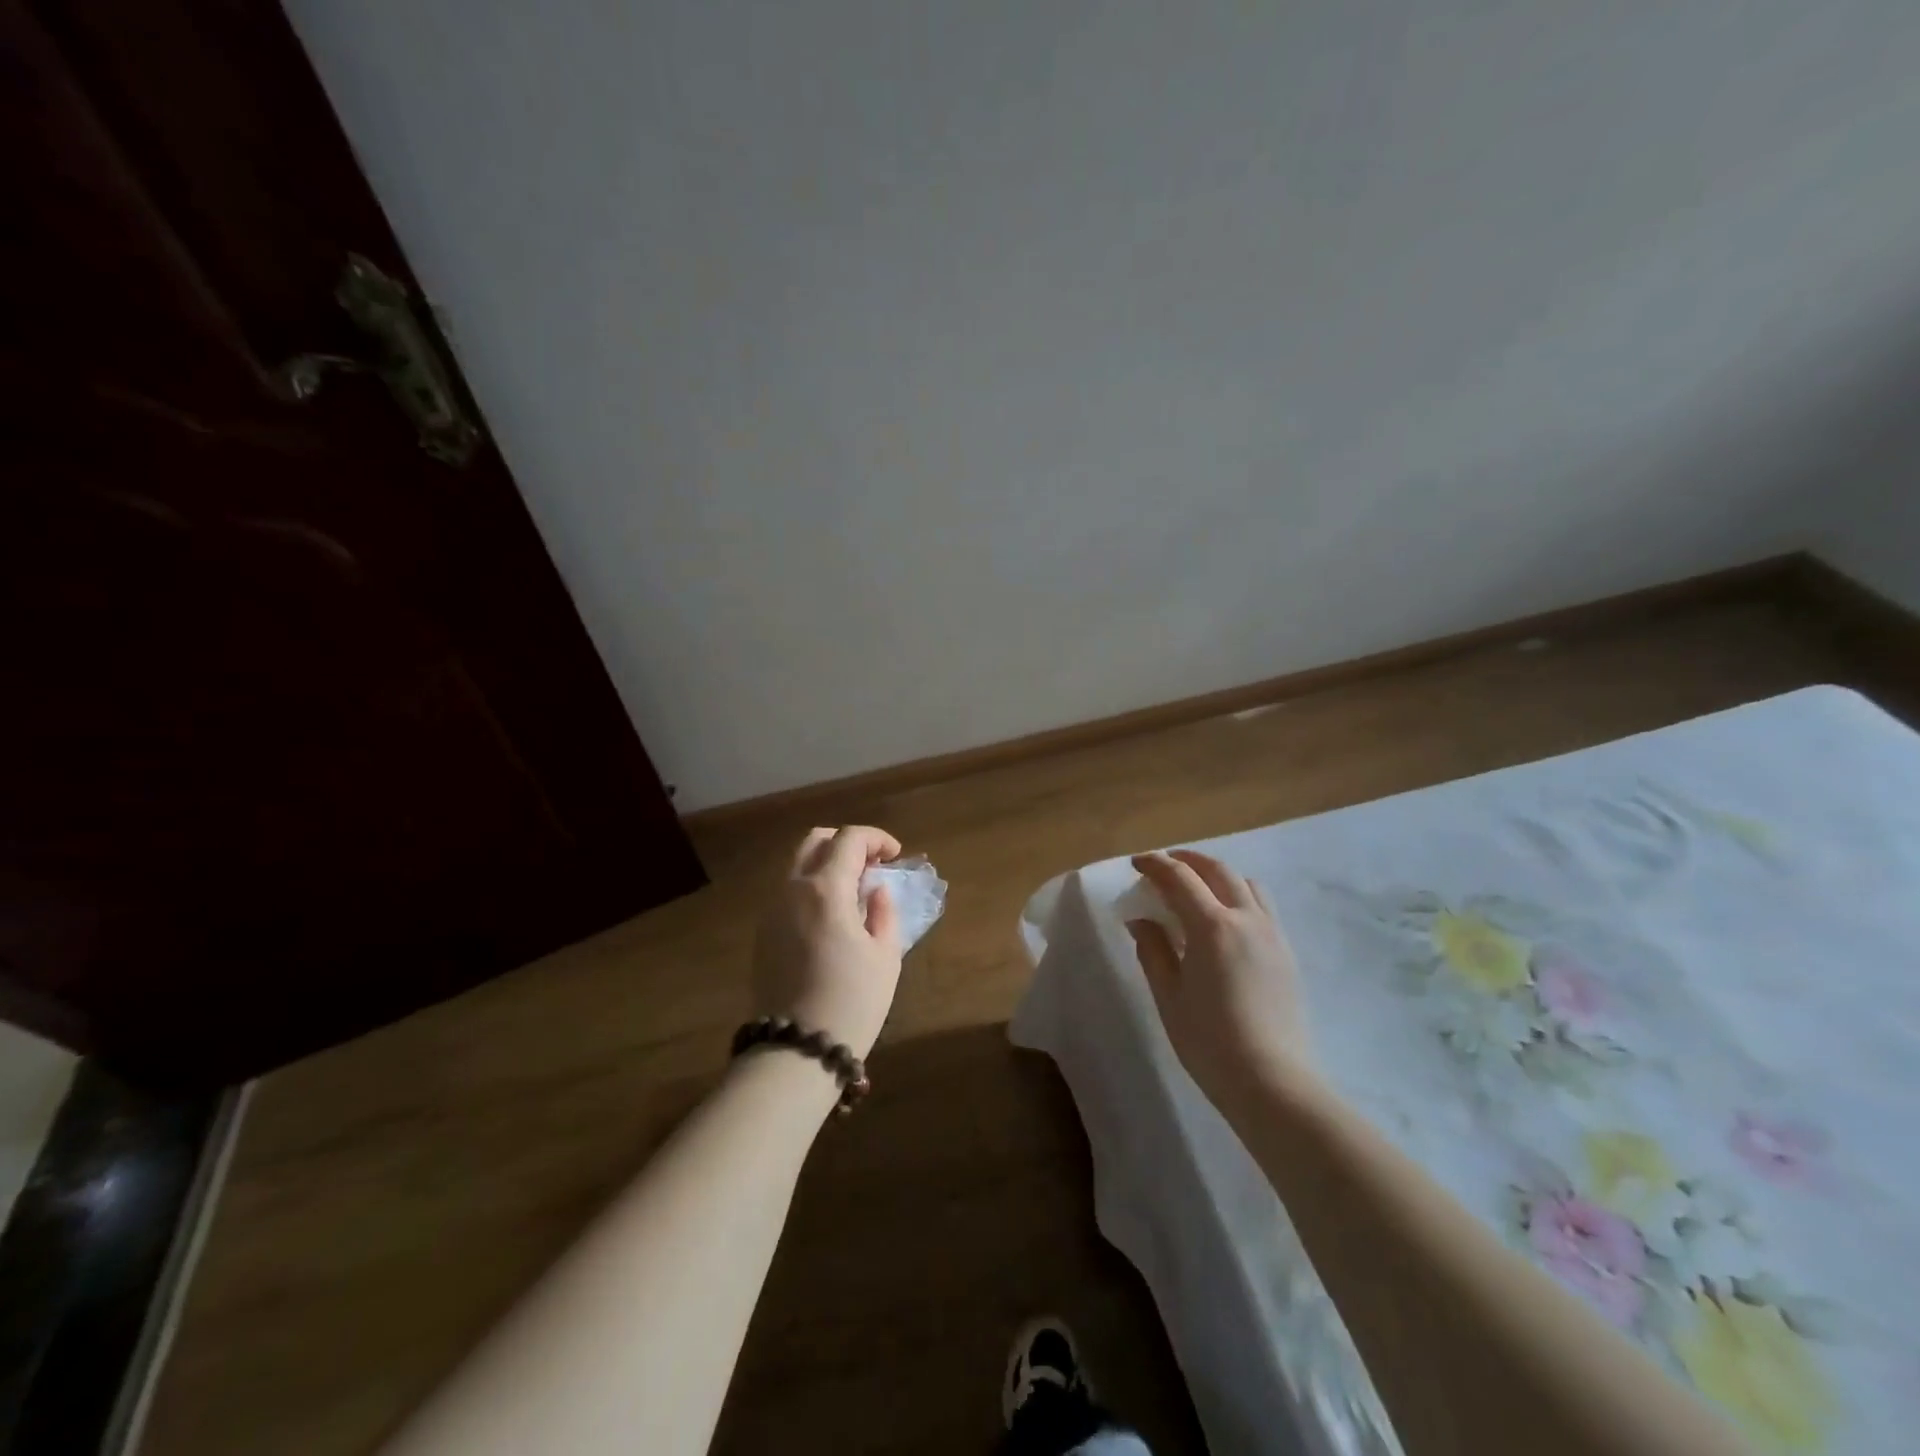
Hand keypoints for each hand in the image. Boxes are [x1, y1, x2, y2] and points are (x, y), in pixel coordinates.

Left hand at [751, 826, 904, 1059]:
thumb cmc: (852, 1002)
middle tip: (873, 866)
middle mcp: (792, 889)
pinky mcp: (763, 932)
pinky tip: (832, 914)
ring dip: (827, 863)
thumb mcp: (885, 956)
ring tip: (854, 891)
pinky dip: (812, 885)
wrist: (796, 1051)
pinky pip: (788, 890)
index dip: (877, 838)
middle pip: (815, 840)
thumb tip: (876, 891)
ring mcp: (772, 910)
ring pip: (797, 864)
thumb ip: (884, 912)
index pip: (849, 839)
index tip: (896, 856)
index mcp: (826, 889)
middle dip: (847, 843)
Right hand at [1127, 850, 1318, 1110]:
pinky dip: (1239, 894)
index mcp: (1213, 927)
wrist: (1274, 1083)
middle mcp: (1246, 919)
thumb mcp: (1169, 996)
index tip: (1136, 863)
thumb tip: (1141, 920)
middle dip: (1187, 860)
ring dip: (1217, 874)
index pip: (1179, 878)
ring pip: (1246, 883)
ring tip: (1197, 887)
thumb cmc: (1210, 1042)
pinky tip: (1225, 918)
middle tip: (1164, 865)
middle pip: (1217, 869)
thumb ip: (1153, 950)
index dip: (1155, 865)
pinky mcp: (1286, 953)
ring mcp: (1272, 934)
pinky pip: (1262, 906)